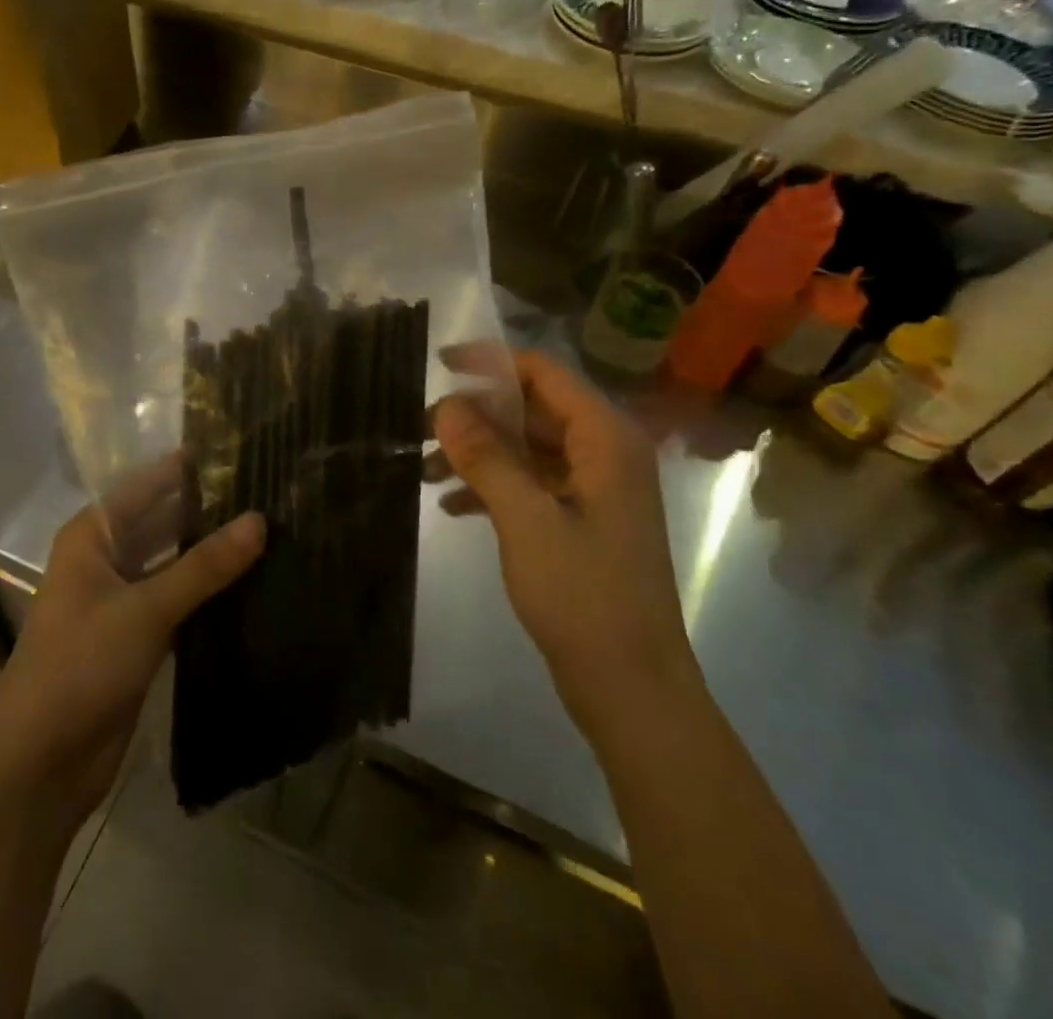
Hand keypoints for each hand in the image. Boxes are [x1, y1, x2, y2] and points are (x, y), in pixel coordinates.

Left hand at [0, 456, 264, 828]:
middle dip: (208, 510)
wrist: (40, 764)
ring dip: (211, 553)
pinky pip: (179, 600)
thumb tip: (261, 519)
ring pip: (173, 562)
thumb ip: (204, 565)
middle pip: (162, 521)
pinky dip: (208, 592)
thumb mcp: (145, 608)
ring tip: (272, 529)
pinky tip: (253, 581)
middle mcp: (105, 558)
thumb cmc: (80, 665)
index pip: (147, 485)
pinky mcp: (138, 637)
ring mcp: (122, 599)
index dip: (189, 469)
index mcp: (92, 535)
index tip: (242, 450)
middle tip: (269, 491)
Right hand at [431, 349, 702, 743]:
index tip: (439, 367)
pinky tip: (452, 506)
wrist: (632, 689)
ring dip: (478, 454)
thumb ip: (487, 457)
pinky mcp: (581, 520)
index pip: (544, 373)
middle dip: (476, 417)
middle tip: (420, 431)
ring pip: (527, 448)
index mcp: (606, 439)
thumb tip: (447, 406)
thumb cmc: (585, 598)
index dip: (490, 363)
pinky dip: (493, 486)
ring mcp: (594, 489)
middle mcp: (605, 453)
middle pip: (532, 410)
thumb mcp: (527, 521)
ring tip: (425, 471)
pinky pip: (531, 484)